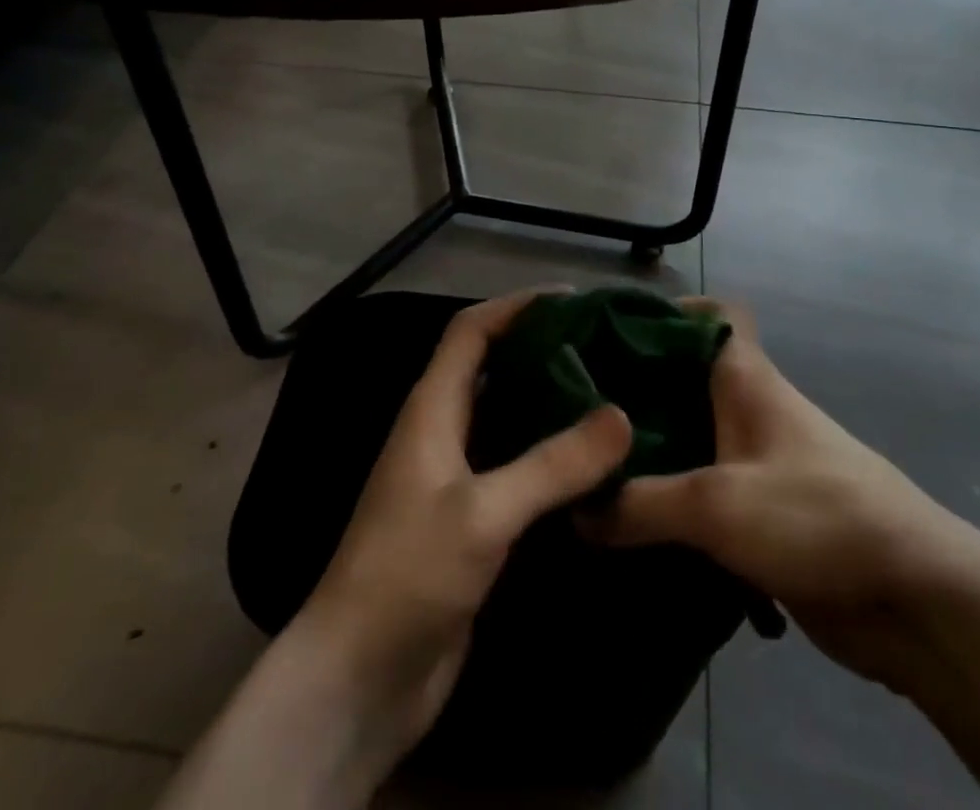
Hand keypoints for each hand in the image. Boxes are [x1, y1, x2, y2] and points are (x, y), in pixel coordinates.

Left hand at [296, 288, 633, 778]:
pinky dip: (552, 458)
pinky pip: (517, 470)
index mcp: (432, 409)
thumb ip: (552, 465)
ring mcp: (456, 478)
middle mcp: (443, 432)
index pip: (471, 331)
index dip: (516, 306)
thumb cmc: (408, 575)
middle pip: (494, 369)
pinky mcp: (473, 521)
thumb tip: (621, 416)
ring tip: (611, 394)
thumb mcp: (483, 513)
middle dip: (542, 350)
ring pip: (509, 420)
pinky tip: (595, 465)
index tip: (573, 299)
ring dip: (551, 404)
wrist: (359, 680)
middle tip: (605, 346)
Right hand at [589, 300, 979, 692]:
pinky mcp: (765, 517)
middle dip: (638, 390)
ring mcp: (760, 464)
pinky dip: (671, 504)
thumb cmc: (815, 516)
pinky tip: (629, 527)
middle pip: (688, 380)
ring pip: (693, 441)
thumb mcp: (716, 505)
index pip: (714, 315)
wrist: (916, 597)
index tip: (610, 329)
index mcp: (747, 379)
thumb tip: (578, 509)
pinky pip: (704, 496)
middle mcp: (752, 410)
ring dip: (651, 453)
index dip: (668, 311)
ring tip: (588, 468)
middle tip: (576, 408)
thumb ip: (641, 504)